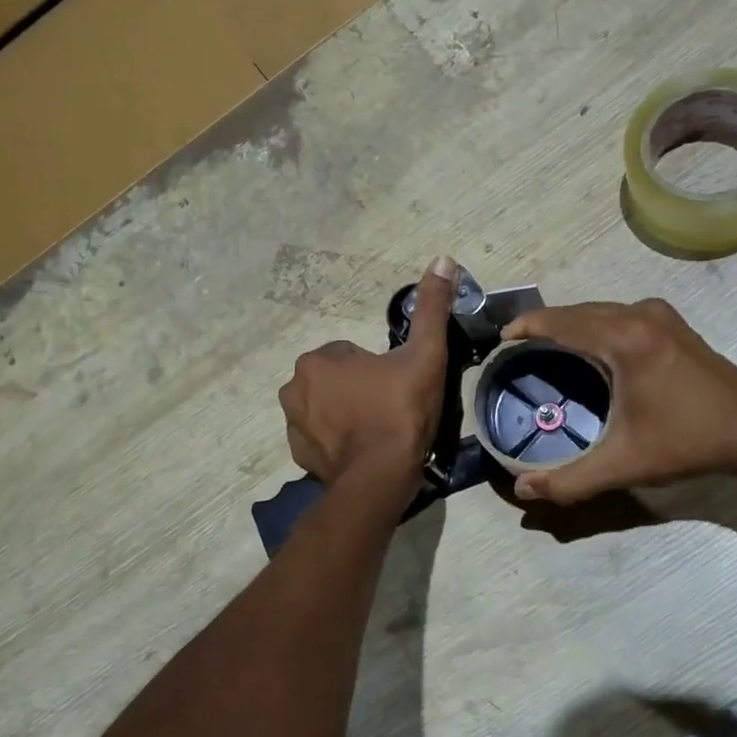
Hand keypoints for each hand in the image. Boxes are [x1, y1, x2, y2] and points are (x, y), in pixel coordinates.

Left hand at [279, 257, 457, 486]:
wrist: (381, 477)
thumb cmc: (400, 411)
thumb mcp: (424, 355)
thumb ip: (431, 308)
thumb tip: (443, 259)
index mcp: (318, 360)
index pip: (350, 354)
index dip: (378, 370)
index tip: (397, 388)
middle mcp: (293, 388)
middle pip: (336, 381)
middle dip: (358, 390)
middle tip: (390, 410)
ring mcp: (293, 425)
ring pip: (325, 409)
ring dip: (346, 415)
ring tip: (378, 433)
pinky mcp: (298, 456)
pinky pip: (319, 439)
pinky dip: (337, 443)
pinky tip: (363, 452)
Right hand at [498, 298, 736, 503]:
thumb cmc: (687, 442)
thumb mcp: (624, 464)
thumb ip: (570, 480)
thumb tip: (522, 490)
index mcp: (623, 339)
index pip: (560, 321)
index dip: (525, 326)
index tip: (500, 341)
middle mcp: (639, 315)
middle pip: (577, 311)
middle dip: (544, 325)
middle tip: (517, 349)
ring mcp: (659, 315)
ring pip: (599, 310)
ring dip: (570, 323)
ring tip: (545, 347)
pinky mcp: (673, 324)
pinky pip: (619, 314)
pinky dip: (596, 324)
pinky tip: (589, 348)